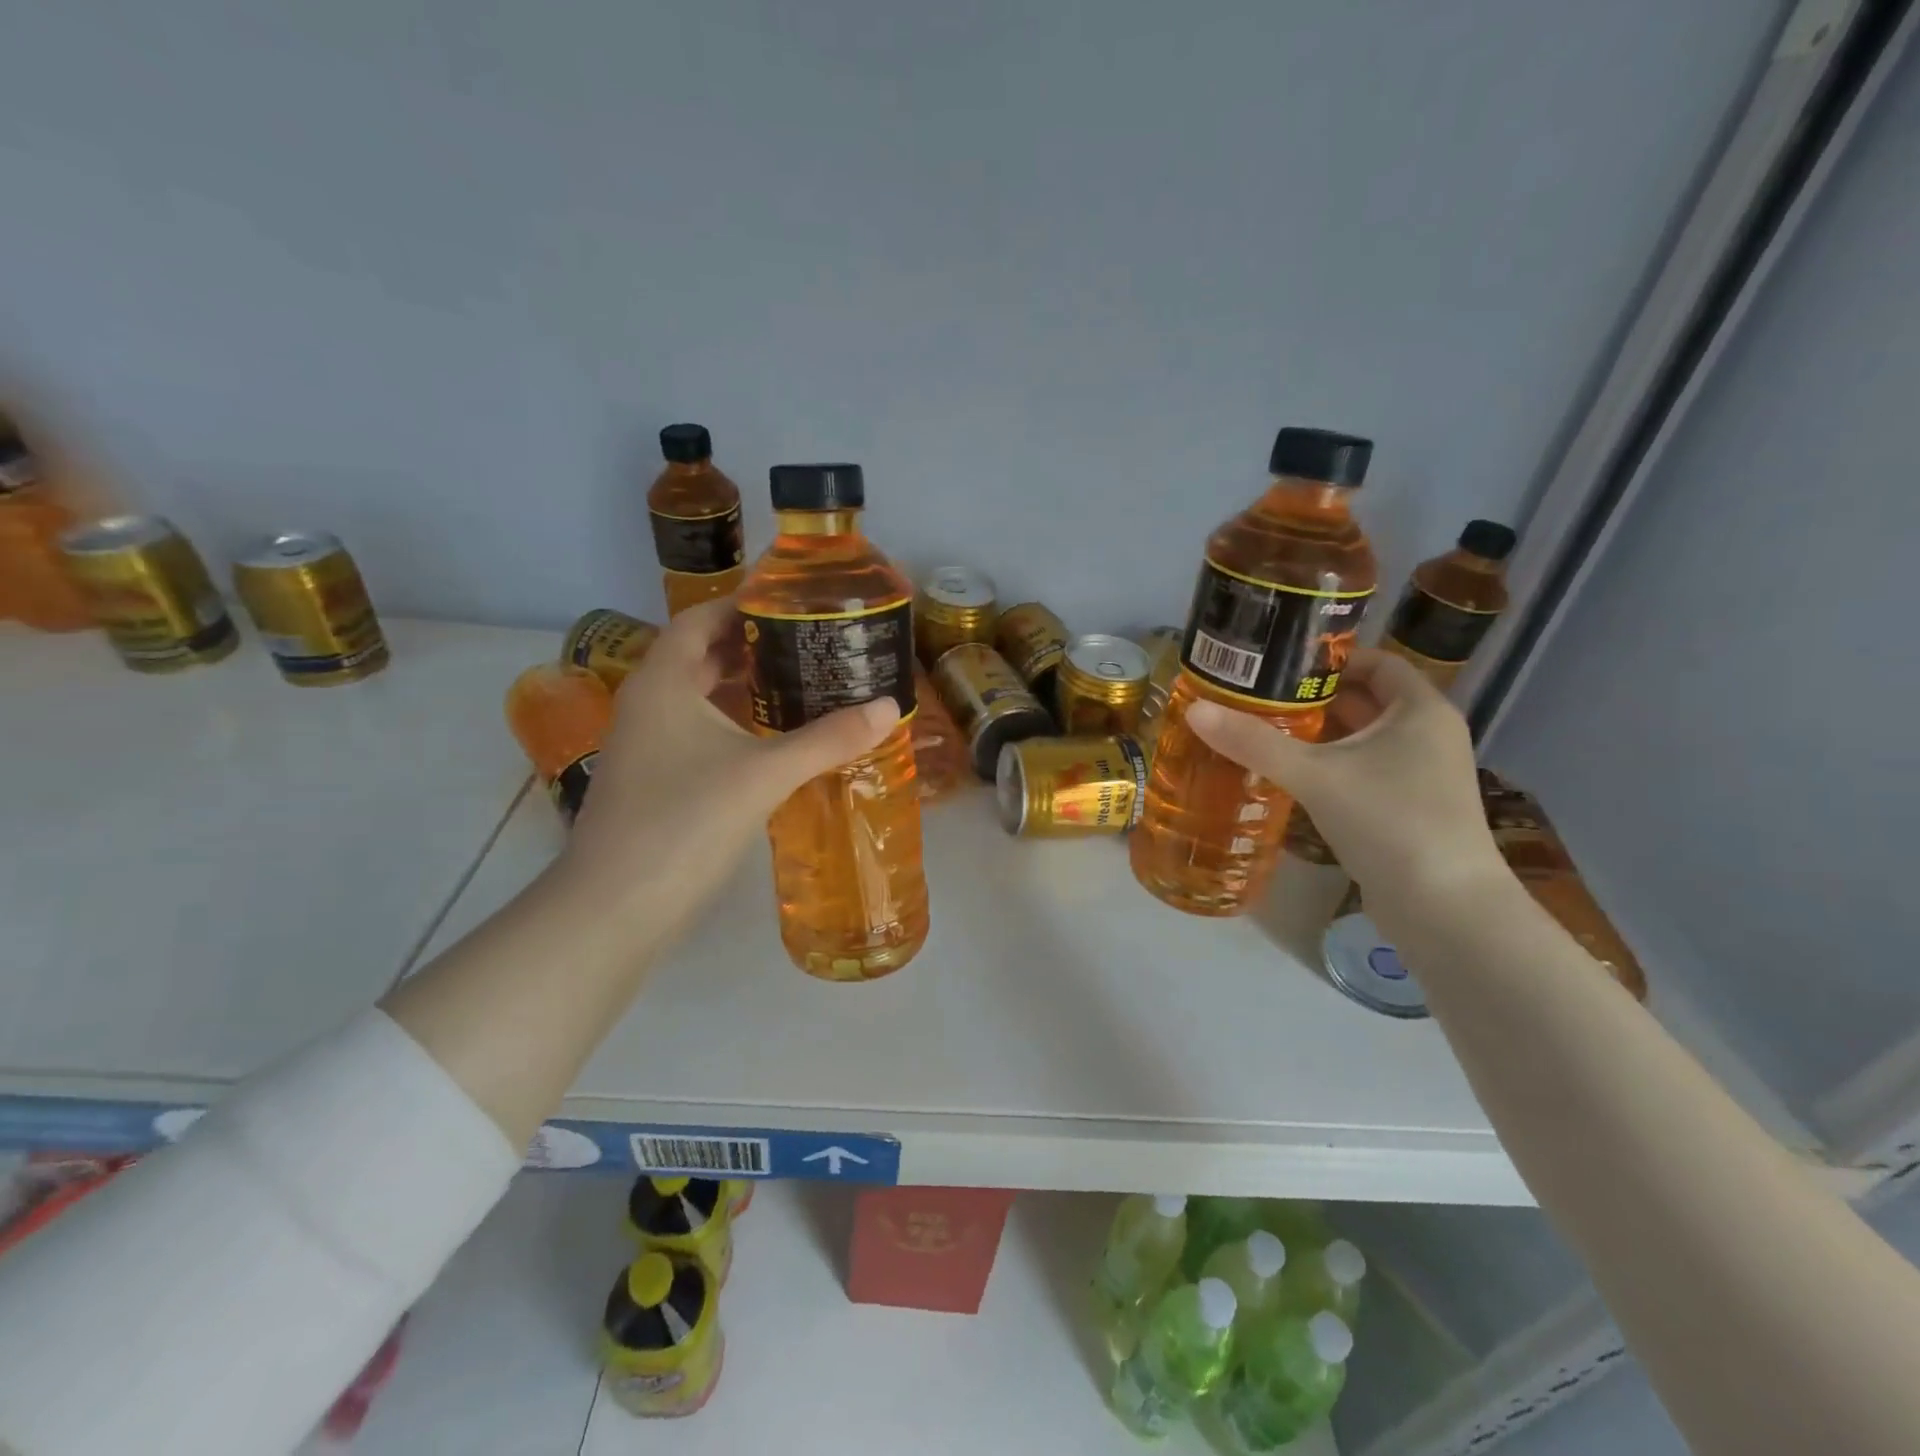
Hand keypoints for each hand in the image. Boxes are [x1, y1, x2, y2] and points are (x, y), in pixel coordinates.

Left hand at [559, 596, 898, 937]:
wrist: (616, 908)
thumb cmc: (685, 821)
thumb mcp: (765, 774)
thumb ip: (828, 739)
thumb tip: (889, 707)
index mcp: (663, 682)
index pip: (700, 619)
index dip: (742, 604)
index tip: (792, 603)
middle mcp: (647, 704)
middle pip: (700, 656)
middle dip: (752, 647)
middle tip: (810, 645)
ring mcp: (646, 746)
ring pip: (698, 699)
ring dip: (743, 688)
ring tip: (801, 686)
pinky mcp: (653, 782)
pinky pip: (696, 734)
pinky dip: (733, 726)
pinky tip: (772, 743)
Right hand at [1185, 649, 1506, 925]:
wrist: (1445, 909)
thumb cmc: (1390, 822)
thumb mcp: (1315, 776)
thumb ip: (1254, 742)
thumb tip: (1195, 710)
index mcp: (1420, 710)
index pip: (1374, 661)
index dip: (1327, 657)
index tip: (1277, 663)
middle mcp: (1426, 734)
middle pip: (1363, 699)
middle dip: (1311, 697)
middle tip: (1255, 697)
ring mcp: (1420, 774)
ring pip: (1360, 739)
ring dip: (1316, 734)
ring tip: (1260, 731)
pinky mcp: (1408, 808)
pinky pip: (1362, 770)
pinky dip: (1328, 766)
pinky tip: (1288, 776)